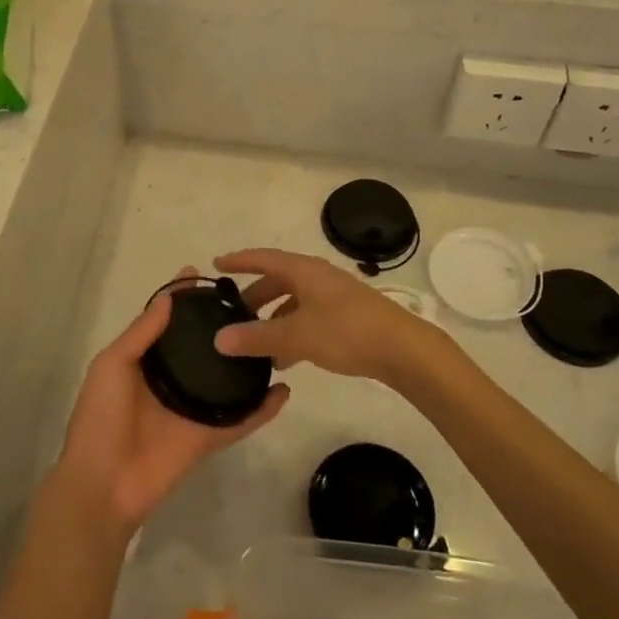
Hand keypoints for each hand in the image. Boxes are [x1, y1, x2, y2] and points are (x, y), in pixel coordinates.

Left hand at [55, 270, 289, 535]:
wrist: (102, 485)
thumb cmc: (100, 419)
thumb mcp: (112, 366)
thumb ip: (141, 333)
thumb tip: (169, 296)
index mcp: (143, 362)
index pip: (166, 323)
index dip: (181, 299)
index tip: (203, 274)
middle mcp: (170, 381)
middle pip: (200, 347)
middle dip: (219, 325)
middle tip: (250, 302)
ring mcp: (191, 409)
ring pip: (225, 380)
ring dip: (246, 362)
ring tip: (273, 336)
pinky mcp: (208, 437)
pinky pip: (240, 420)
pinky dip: (262, 409)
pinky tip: (284, 391)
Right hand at [213, 248, 449, 386]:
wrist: (402, 349)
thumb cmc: (346, 331)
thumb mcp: (296, 335)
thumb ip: (257, 337)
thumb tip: (218, 338)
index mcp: (304, 270)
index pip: (263, 258)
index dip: (239, 261)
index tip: (216, 264)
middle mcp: (317, 277)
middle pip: (277, 281)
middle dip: (254, 298)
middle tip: (233, 316)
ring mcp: (333, 296)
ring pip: (293, 303)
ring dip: (273, 320)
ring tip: (255, 346)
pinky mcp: (346, 317)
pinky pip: (308, 318)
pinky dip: (292, 332)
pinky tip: (285, 360)